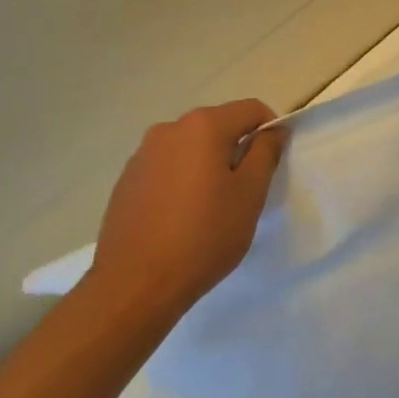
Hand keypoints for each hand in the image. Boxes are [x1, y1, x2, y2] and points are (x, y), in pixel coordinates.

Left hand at [86, 99, 288, 320]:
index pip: (251, 110)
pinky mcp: (125, 181)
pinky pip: (166, 168)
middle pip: (218, 126)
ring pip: (190, 148)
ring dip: (207, 166)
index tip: (271, 165)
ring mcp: (142, 154)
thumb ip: (266, 153)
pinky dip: (181, 181)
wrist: (133, 287)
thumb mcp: (250, 194)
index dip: (270, 130)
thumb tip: (273, 130)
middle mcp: (169, 129)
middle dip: (236, 150)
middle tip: (243, 192)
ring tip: (209, 208)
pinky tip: (179, 218)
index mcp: (203, 125)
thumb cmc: (203, 236)